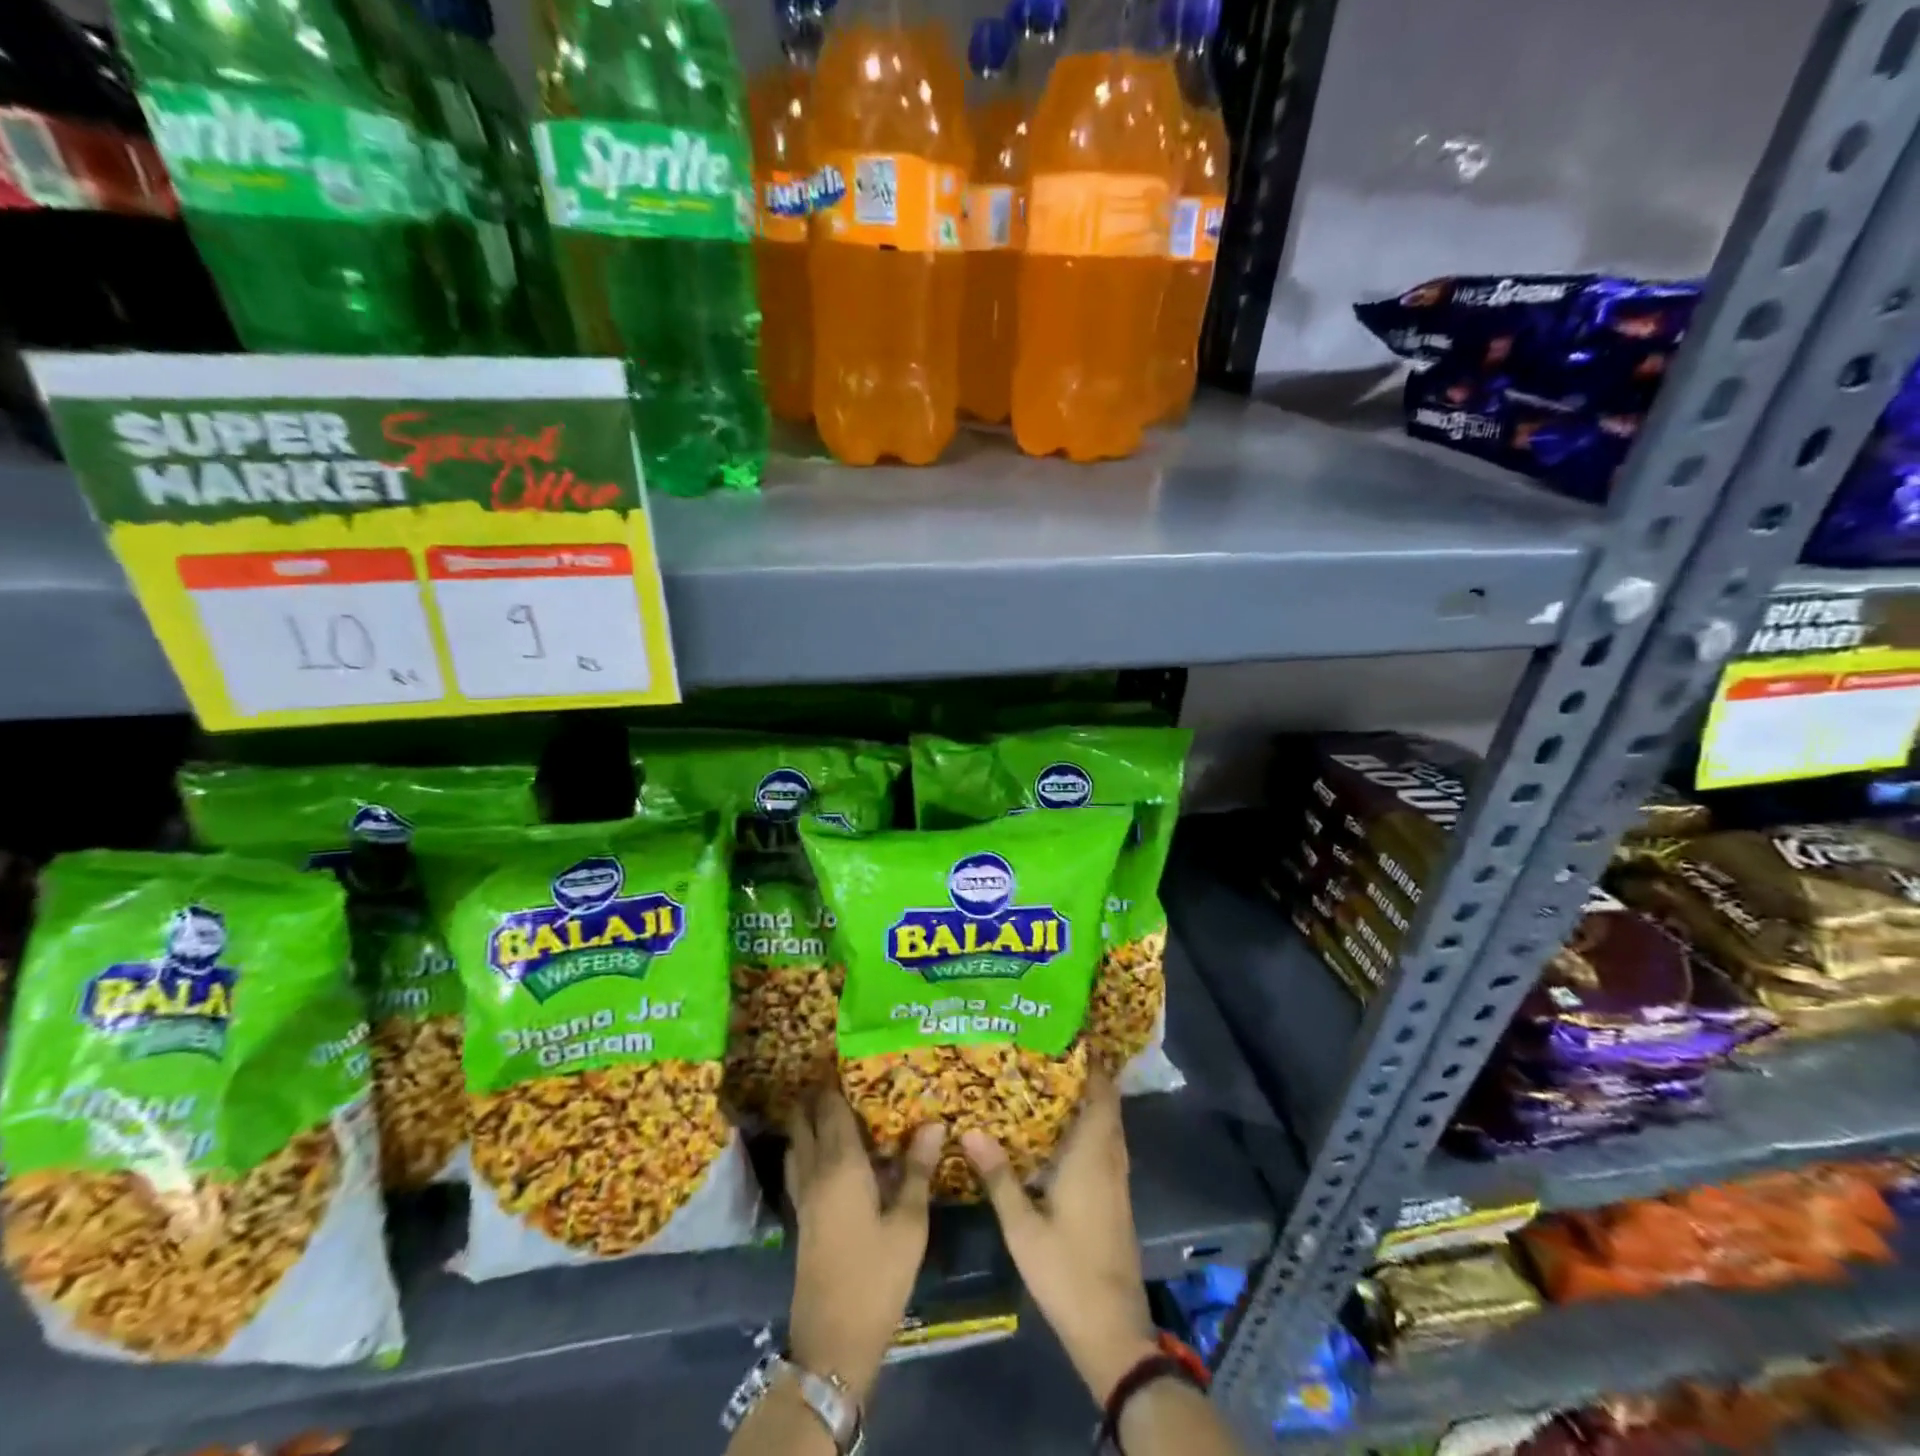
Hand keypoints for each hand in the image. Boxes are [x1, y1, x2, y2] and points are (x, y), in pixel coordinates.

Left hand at [785, 1089, 943, 1400]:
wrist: (831, 1340)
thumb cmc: (876, 1277)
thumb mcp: (909, 1224)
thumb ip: (918, 1170)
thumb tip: (933, 1122)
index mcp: (841, 1165)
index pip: (830, 1108)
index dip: (834, 1081)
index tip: (846, 1056)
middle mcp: (815, 1172)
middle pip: (805, 1120)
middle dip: (815, 1094)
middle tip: (841, 1075)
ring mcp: (803, 1196)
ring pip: (797, 1142)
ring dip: (807, 1119)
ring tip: (832, 1104)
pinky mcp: (801, 1217)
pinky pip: (799, 1164)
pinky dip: (806, 1145)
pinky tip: (827, 1152)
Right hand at [962, 1075, 1159, 1403]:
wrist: (1112, 1329)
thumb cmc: (1067, 1272)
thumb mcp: (1023, 1227)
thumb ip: (999, 1176)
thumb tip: (971, 1129)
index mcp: (1092, 1156)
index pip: (1100, 1093)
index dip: (1091, 1062)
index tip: (1068, 1034)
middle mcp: (1110, 1159)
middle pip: (1106, 1103)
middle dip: (1086, 1074)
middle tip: (1049, 1050)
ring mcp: (1117, 1179)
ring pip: (1108, 1124)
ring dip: (1090, 1099)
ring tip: (1052, 1079)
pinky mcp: (1116, 1197)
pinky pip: (1106, 1143)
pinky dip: (1091, 1124)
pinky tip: (1062, 1130)